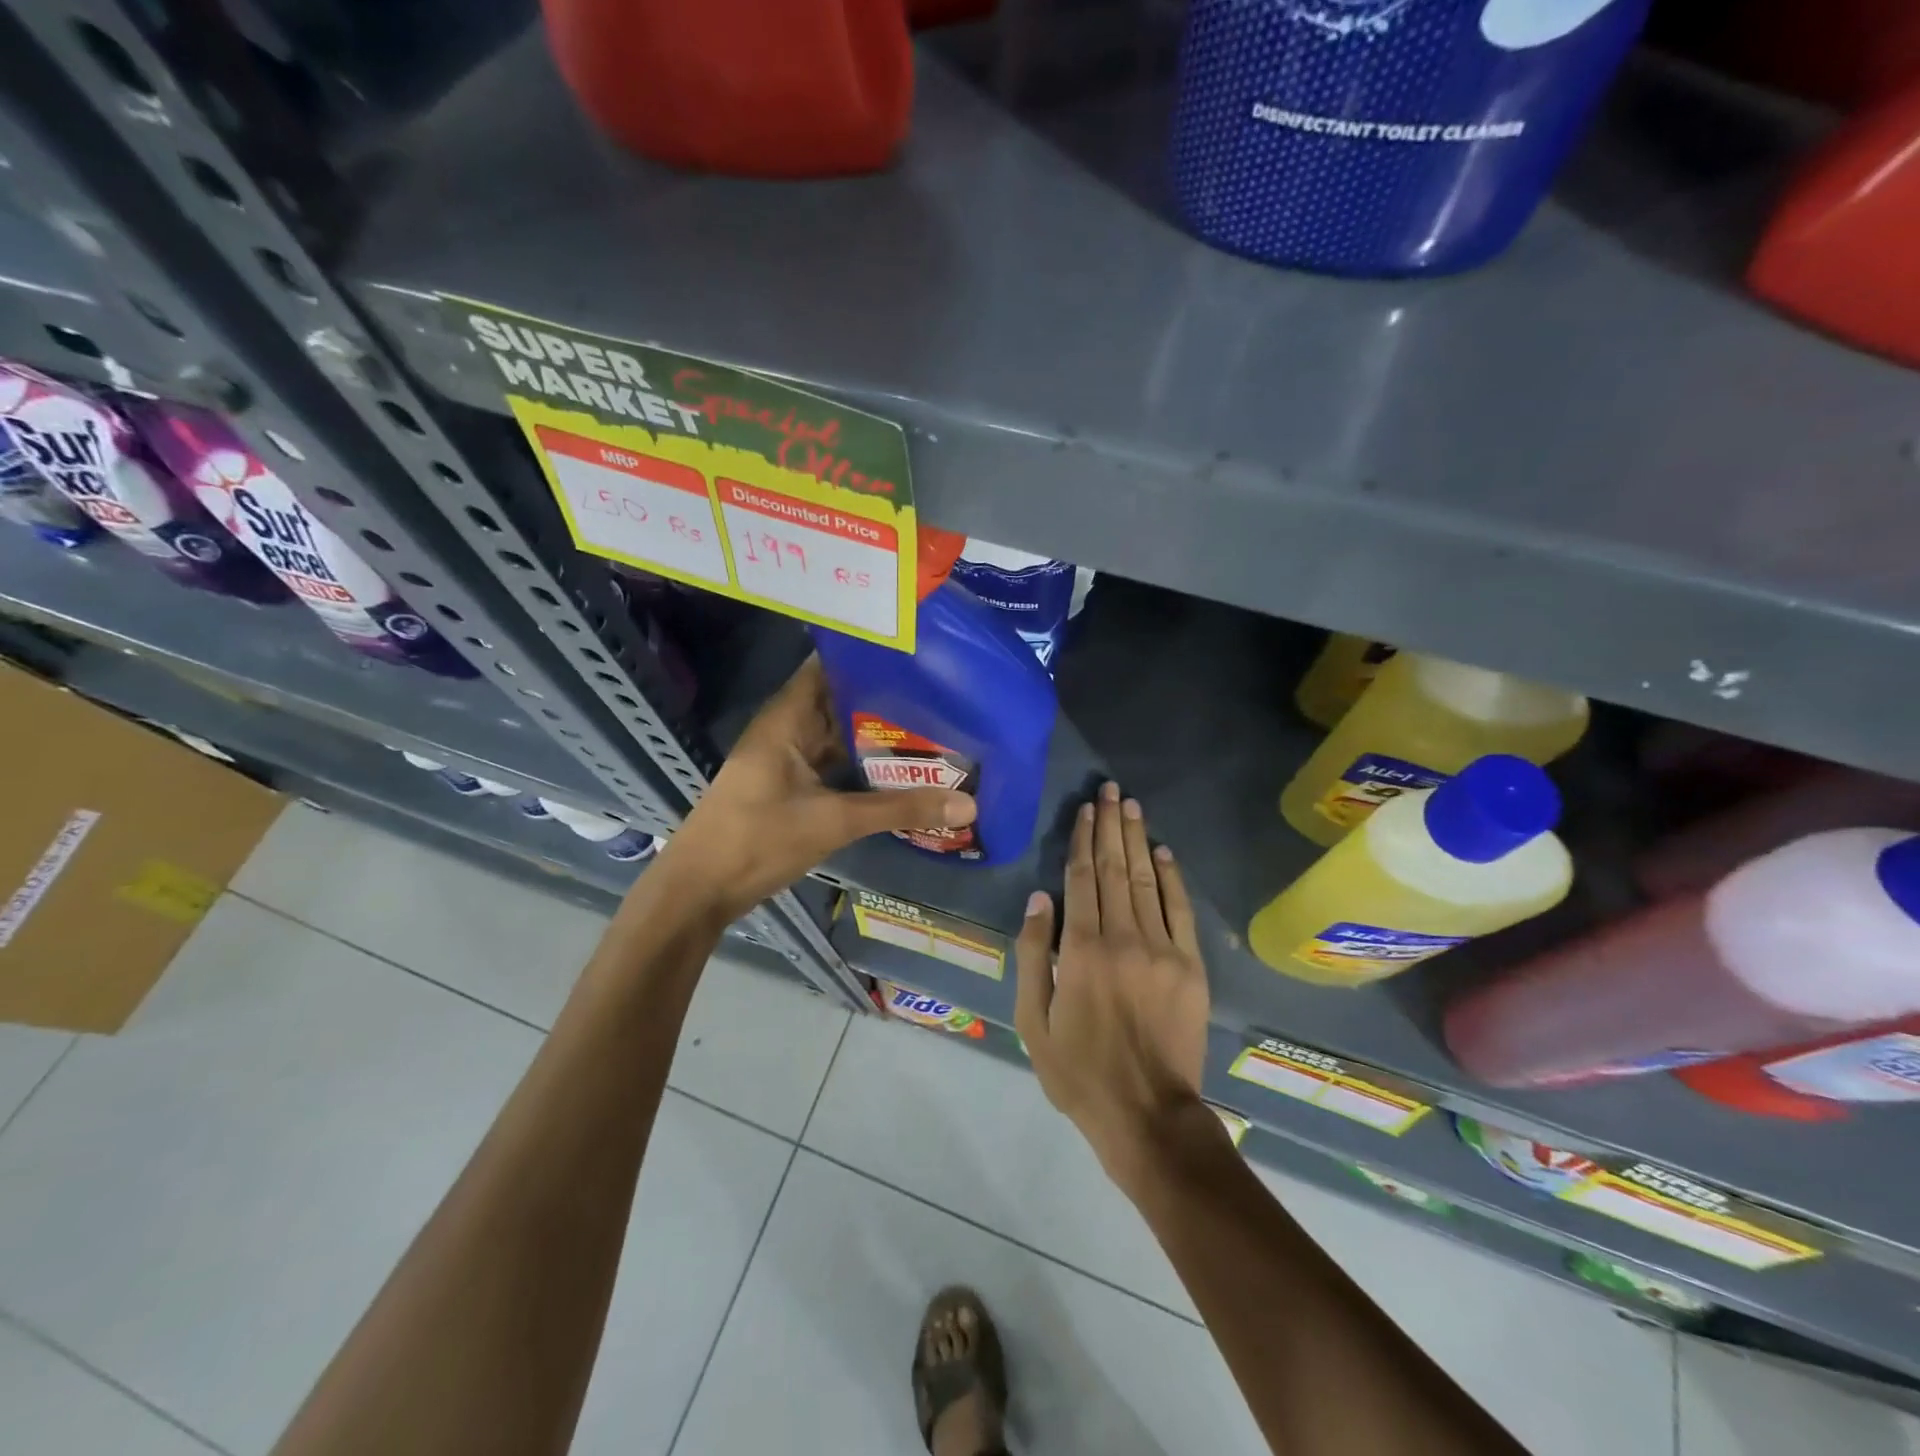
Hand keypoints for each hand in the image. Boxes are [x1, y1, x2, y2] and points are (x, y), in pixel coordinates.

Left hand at [661, 656, 975, 920]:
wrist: (699, 890)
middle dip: (883, 698)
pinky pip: (831, 763)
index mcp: (786, 719)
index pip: (828, 667)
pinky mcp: (789, 786)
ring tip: (930, 724)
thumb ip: (899, 809)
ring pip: (837, 736)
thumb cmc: (757, 840)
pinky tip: (898, 769)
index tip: (914, 653)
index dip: (866, 657)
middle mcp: (785, 730)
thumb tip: (967, 803)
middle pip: (838, 701)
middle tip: (939, 692)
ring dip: (874, 734)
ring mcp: (786, 760)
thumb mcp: (833, 822)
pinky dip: (860, 763)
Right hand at [1014, 782, 1214, 1195]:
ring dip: (1138, 840)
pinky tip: (1163, 852)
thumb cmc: (1079, 1071)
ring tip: (1131, 806)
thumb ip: (1034, 954)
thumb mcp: (1033, 1020)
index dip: (1082, 841)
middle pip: (1115, 869)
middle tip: (1111, 790)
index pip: (1082, 880)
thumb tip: (1039, 898)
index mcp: (1081, 950)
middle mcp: (1122, 938)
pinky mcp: (1190, 966)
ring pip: (1147, 881)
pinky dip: (1172, 877)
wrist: (1148, 1114)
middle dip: (1111, 826)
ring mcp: (1162, 950)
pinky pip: (1180, 910)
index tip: (1085, 809)